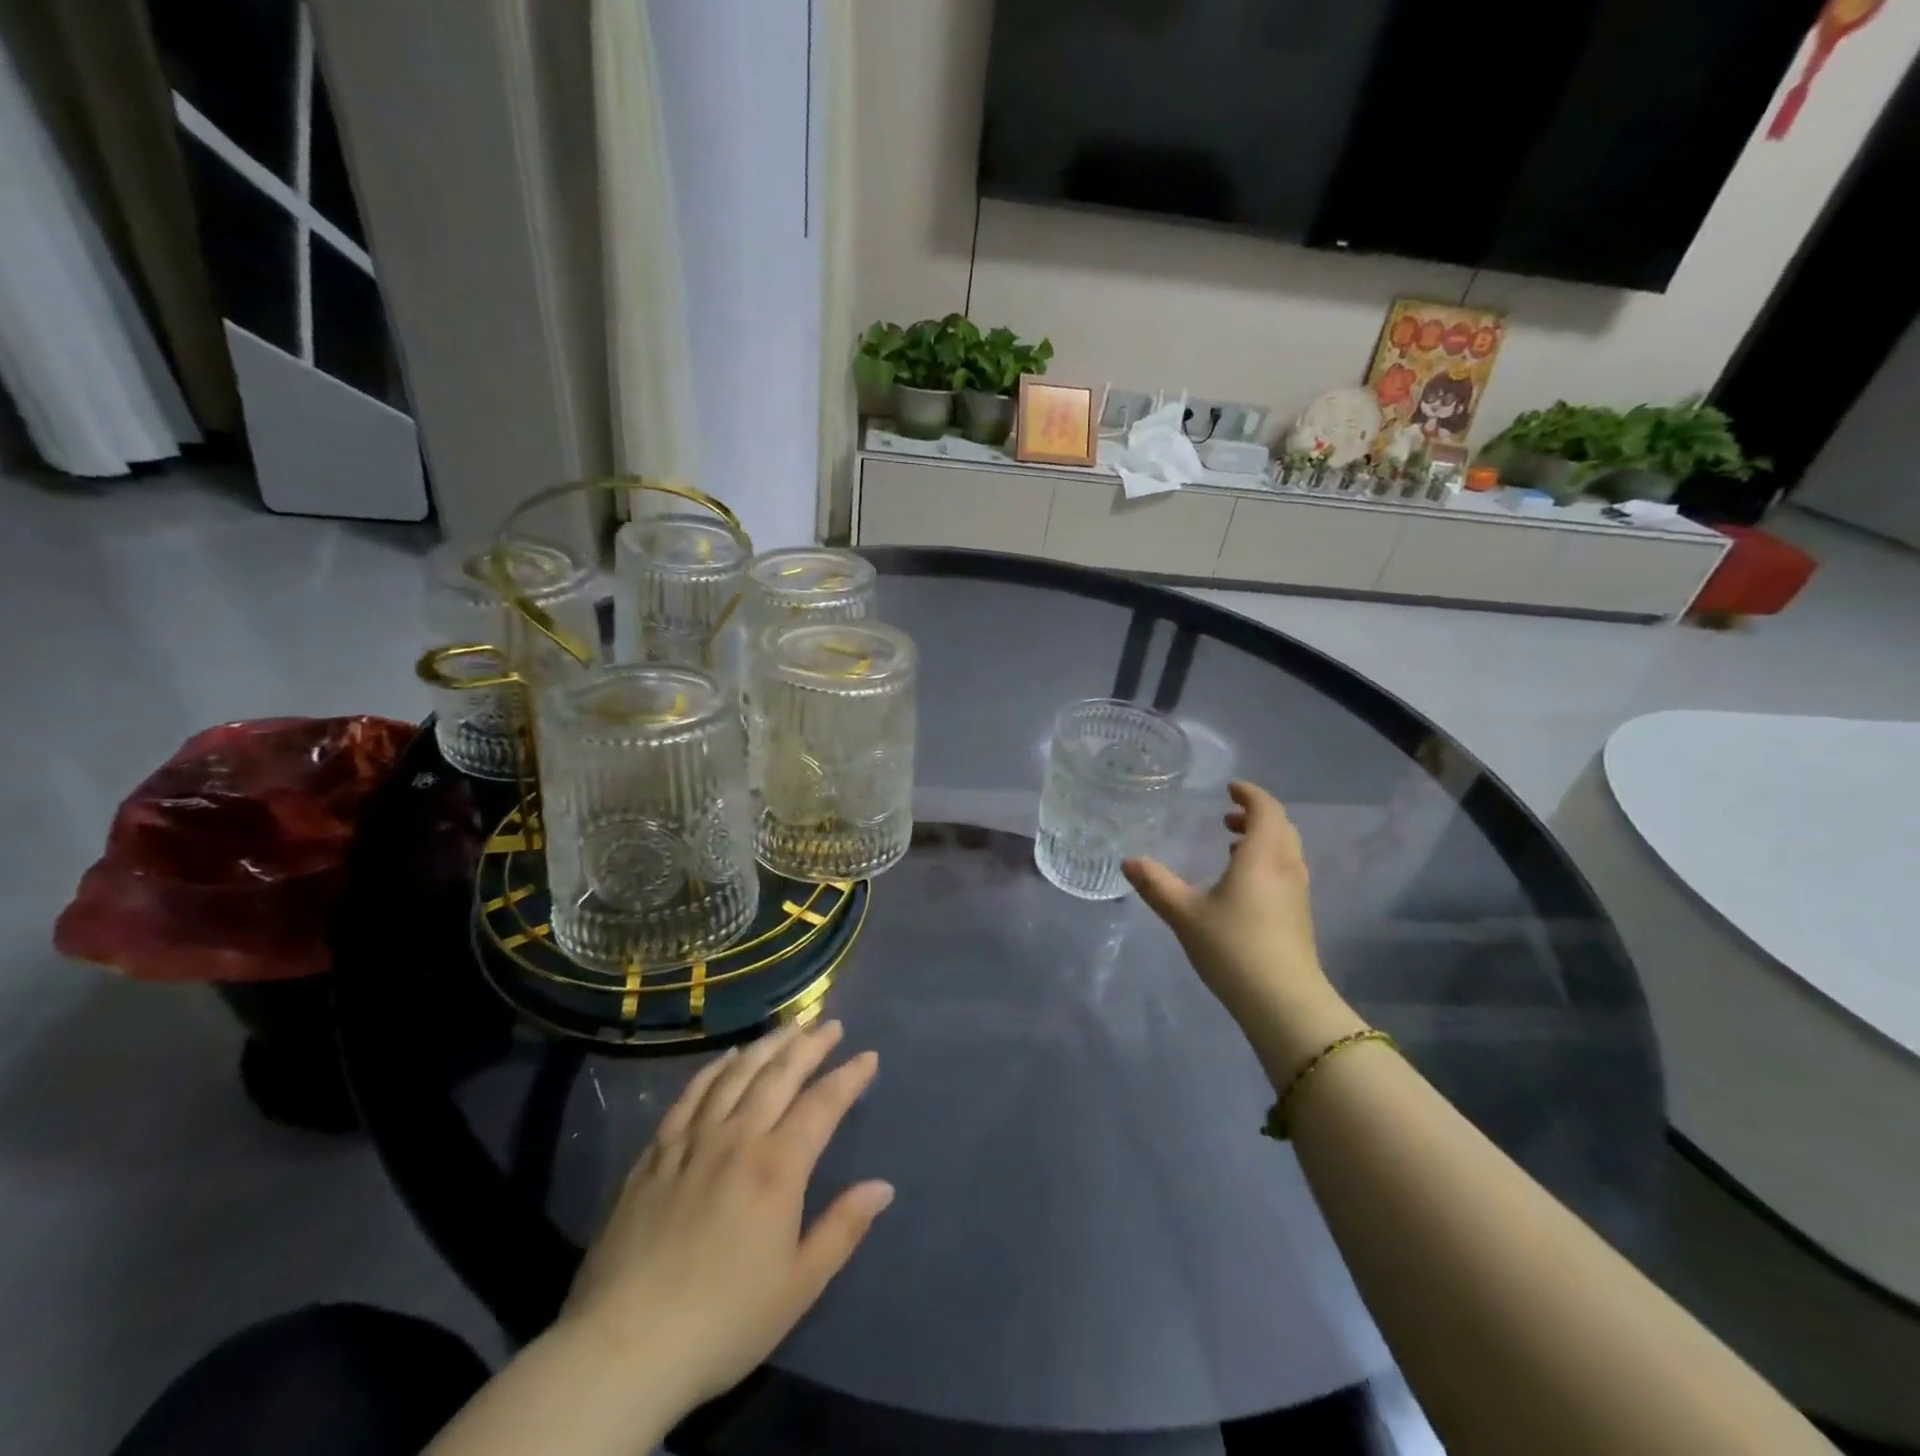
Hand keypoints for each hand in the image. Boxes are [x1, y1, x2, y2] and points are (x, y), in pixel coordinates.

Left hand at [559, 1020, 891, 1413]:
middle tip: (830, 1023)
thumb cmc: (724, 1320)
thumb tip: (883, 1186)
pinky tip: (726, 1058)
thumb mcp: (799, 1286)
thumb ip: (843, 1228)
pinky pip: (690, 1096)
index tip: (868, 1056)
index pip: (822, 1104)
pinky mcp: (655, 1155)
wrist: (624, 1349)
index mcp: (776, 1167)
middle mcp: (737, 1139)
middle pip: (779, 1074)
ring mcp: (691, 1142)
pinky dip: (713, 1070)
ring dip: (766, 1045)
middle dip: (810, 1045)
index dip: (848, 1077)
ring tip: (788, 1027)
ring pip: (735, 1075)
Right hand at [1125, 782, 1363, 1078]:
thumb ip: (1155, 884)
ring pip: (1286, 849)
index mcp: (1262, 856)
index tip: (1229, 788)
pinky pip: (1286, 870)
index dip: (1250, 794)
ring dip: (1263, 838)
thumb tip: (1128, 861)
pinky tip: (1243, 883)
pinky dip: (1267, 860)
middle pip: (1281, 827)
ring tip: (1231, 845)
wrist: (1283, 1002)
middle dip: (1255, 815)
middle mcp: (1287, 866)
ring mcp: (1298, 892)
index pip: (1266, 809)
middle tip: (1226, 816)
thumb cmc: (1233, 947)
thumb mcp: (1184, 914)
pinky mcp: (1299, 915)